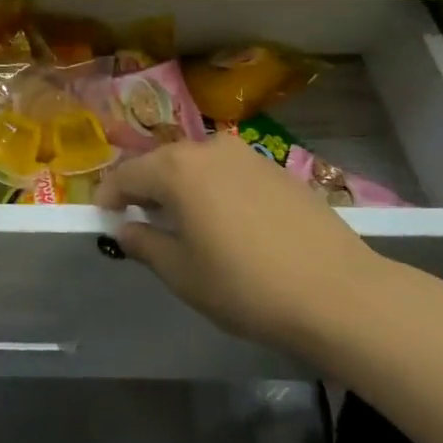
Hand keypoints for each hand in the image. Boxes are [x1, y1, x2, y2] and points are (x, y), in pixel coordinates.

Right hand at [96, 133, 382, 348]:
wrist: (340, 294)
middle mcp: (207, 148)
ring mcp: (246, 155)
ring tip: (184, 222)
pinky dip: (214, 190)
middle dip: (145, 189)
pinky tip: (227, 223)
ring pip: (196, 166)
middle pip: (161, 164)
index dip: (109, 196)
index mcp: (176, 169)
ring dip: (181, 188)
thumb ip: (144, 244)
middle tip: (140, 220)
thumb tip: (125, 229)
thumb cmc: (246, 286)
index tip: (102, 216)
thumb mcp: (182, 273)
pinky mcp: (276, 169)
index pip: (126, 175)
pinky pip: (228, 173)